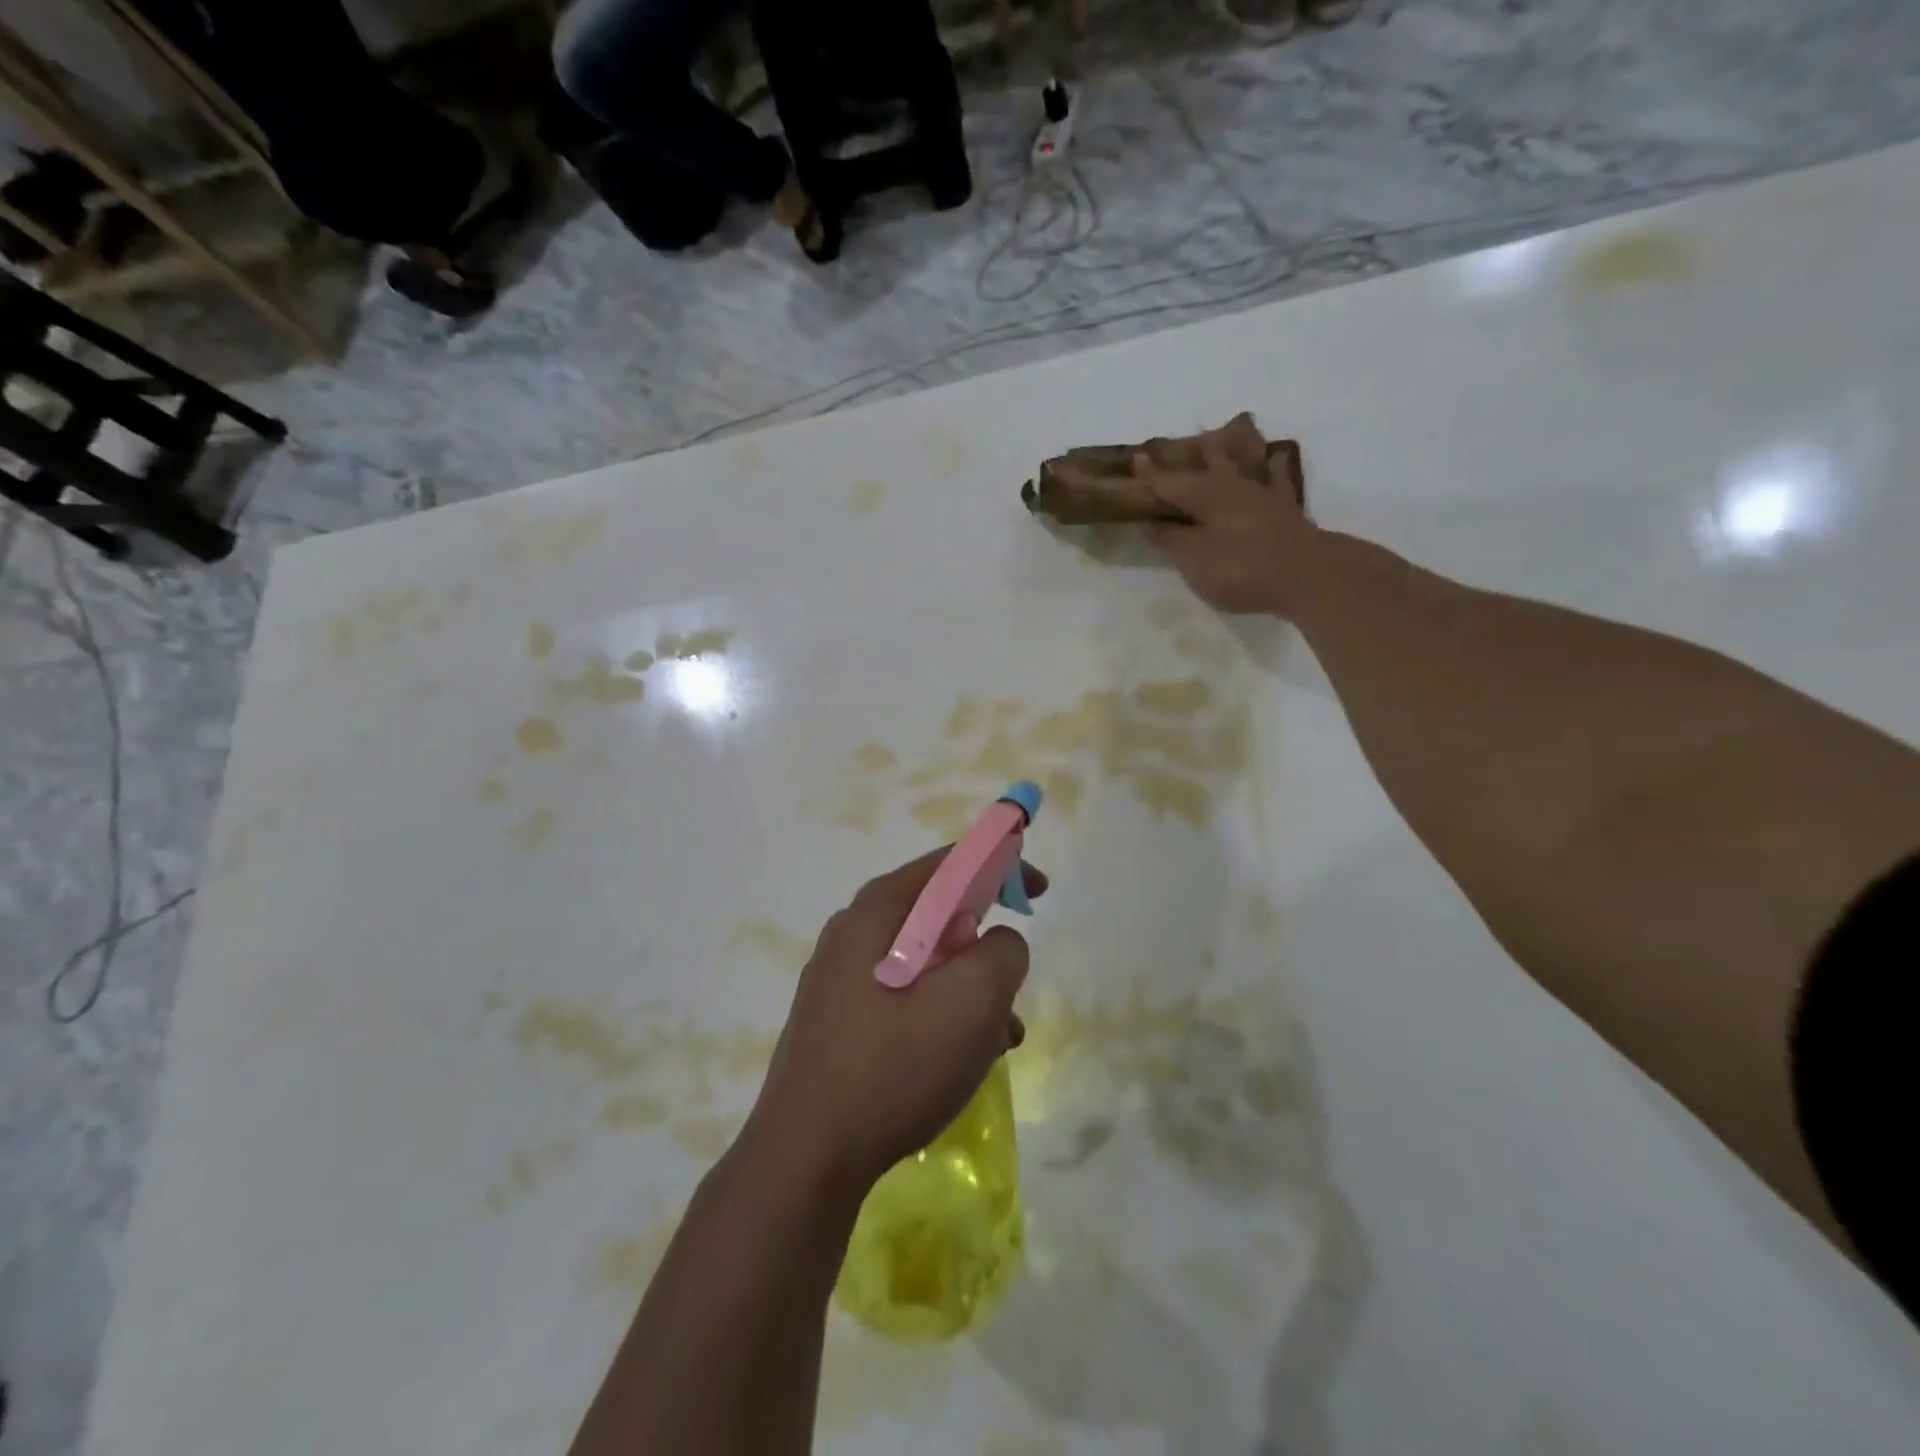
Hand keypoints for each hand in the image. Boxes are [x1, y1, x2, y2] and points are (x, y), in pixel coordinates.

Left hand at [746, 849, 1044, 1187]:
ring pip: (925, 963)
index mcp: (879, 909)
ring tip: (998, 1040)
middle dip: (985, 944)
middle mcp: (853, 931)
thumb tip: (998, 943)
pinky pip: (903, 998)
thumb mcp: (972, 1000)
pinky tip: (960, 1061)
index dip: (1001, 865)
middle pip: (937, 914)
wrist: (806, 1158)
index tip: (1038, 892)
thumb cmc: (894, 1065)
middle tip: (1012, 984)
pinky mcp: (837, 1021)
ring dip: (969, 990)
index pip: (950, 862)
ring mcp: (839, 978)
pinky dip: (940, 1014)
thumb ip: (1003, 952)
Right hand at [1135, 436, 1316, 616]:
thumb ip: (1170, 538)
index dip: (1149, 474)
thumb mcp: (1191, 558)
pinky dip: (1274, 466)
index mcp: (1203, 494)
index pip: (1167, 482)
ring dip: (1233, 448)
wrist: (1303, 575)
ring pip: (1243, 462)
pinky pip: (1277, 479)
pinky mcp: (1286, 510)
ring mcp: (1262, 495)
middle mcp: (1231, 485)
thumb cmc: (1237, 566)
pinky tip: (1275, 456)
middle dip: (1190, 452)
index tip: (1135, 459)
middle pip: (1207, 462)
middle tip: (1178, 441)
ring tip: (1227, 431)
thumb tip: (1151, 522)